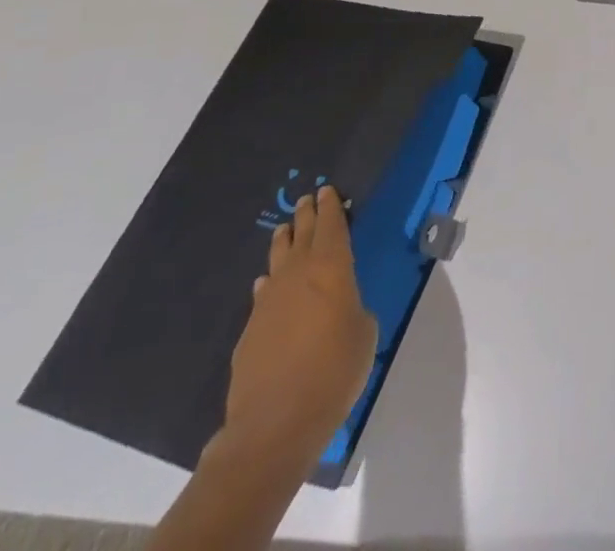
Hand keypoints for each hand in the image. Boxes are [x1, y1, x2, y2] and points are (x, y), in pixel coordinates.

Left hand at [221, 184, 377, 475]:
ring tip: (285, 229)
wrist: (274, 423)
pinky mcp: (250, 331)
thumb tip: (339, 307)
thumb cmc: (334, 370)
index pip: (333, 227)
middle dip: (307, 216)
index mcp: (332, 269)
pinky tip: (267, 282)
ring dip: (284, 242)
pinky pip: (263, 292)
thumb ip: (353, 308)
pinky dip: (269, 281)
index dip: (332, 207)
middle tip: (307, 199)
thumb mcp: (364, 332)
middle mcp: (298, 276)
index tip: (328, 190)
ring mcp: (269, 303)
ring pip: (277, 259)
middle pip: (302, 236)